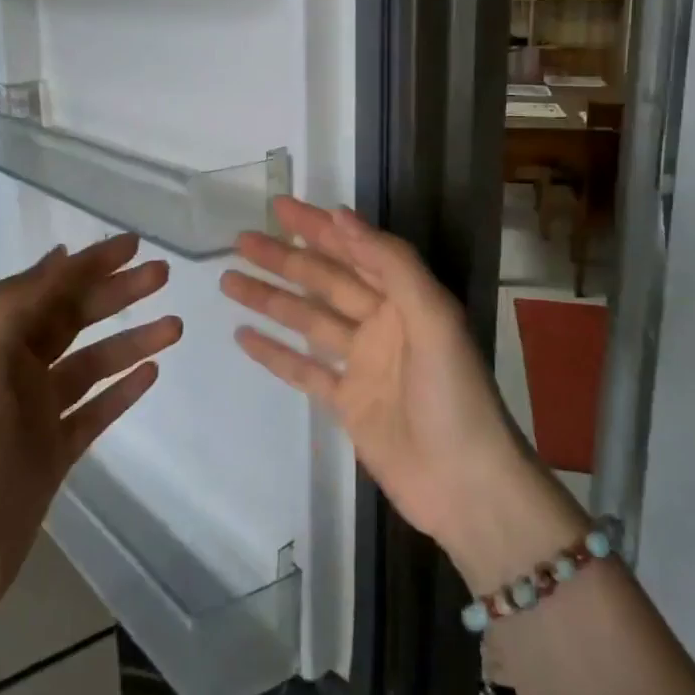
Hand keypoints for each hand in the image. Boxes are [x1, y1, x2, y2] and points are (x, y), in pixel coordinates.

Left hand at [0, 233, 182, 618]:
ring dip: (130, 341)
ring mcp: (38, 414)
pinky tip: (151, 373)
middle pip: (74, 320)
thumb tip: (59, 258)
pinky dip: (122, 390)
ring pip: (93, 364)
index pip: (48, 290)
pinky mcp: (55, 452)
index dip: (88, 264)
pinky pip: (96, 409)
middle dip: (116, 294)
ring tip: (174, 326)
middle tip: (162, 276)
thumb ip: (14, 311)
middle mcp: (16, 372)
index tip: (131, 245)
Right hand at [220, 198, 559, 567]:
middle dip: (284, 259)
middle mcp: (383, 323)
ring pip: (308, 321)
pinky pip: (304, 370)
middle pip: (325, 281)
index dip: (319, 228)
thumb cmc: (453, 396)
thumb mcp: (432, 319)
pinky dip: (275, 353)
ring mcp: (363, 365)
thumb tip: (341, 216)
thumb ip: (390, 264)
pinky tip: (244, 336)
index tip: (281, 207)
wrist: (465, 487)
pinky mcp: (348, 403)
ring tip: (229, 280)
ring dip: (271, 299)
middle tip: (241, 240)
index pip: (356, 250)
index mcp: (407, 299)